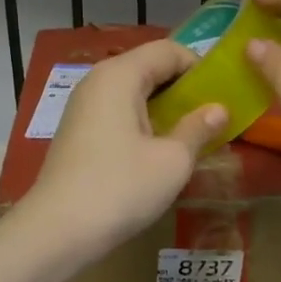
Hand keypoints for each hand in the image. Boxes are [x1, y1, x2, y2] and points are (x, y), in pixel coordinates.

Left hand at [19, 39, 226, 257]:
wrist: (57, 231)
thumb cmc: (121, 188)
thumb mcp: (172, 160)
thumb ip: (198, 128)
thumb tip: (219, 109)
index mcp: (120, 75)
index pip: (168, 50)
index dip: (200, 67)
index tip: (223, 95)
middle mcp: (97, 81)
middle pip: (149, 68)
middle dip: (183, 89)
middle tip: (212, 117)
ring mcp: (83, 107)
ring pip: (133, 93)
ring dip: (164, 109)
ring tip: (190, 136)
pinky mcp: (77, 132)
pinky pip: (118, 113)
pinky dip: (142, 123)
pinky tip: (157, 152)